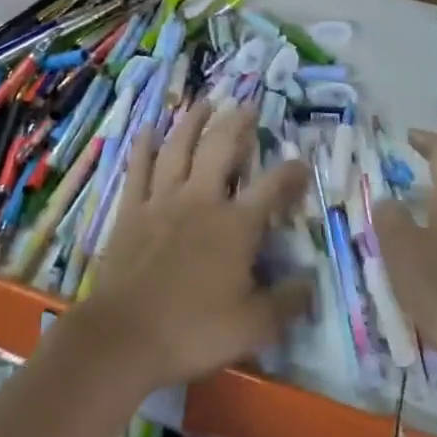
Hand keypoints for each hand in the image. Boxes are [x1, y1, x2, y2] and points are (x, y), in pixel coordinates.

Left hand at [73, 99, 311, 393]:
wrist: (125, 335)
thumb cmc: (193, 330)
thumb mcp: (253, 327)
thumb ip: (286, 303)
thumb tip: (311, 282)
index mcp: (235, 225)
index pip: (271, 188)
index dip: (290, 173)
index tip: (302, 162)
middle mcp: (201, 199)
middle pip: (222, 148)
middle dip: (238, 124)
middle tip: (248, 106)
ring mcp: (162, 200)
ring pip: (179, 147)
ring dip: (194, 121)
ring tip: (205, 101)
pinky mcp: (132, 209)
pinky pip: (139, 167)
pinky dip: (143, 145)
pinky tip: (147, 127)